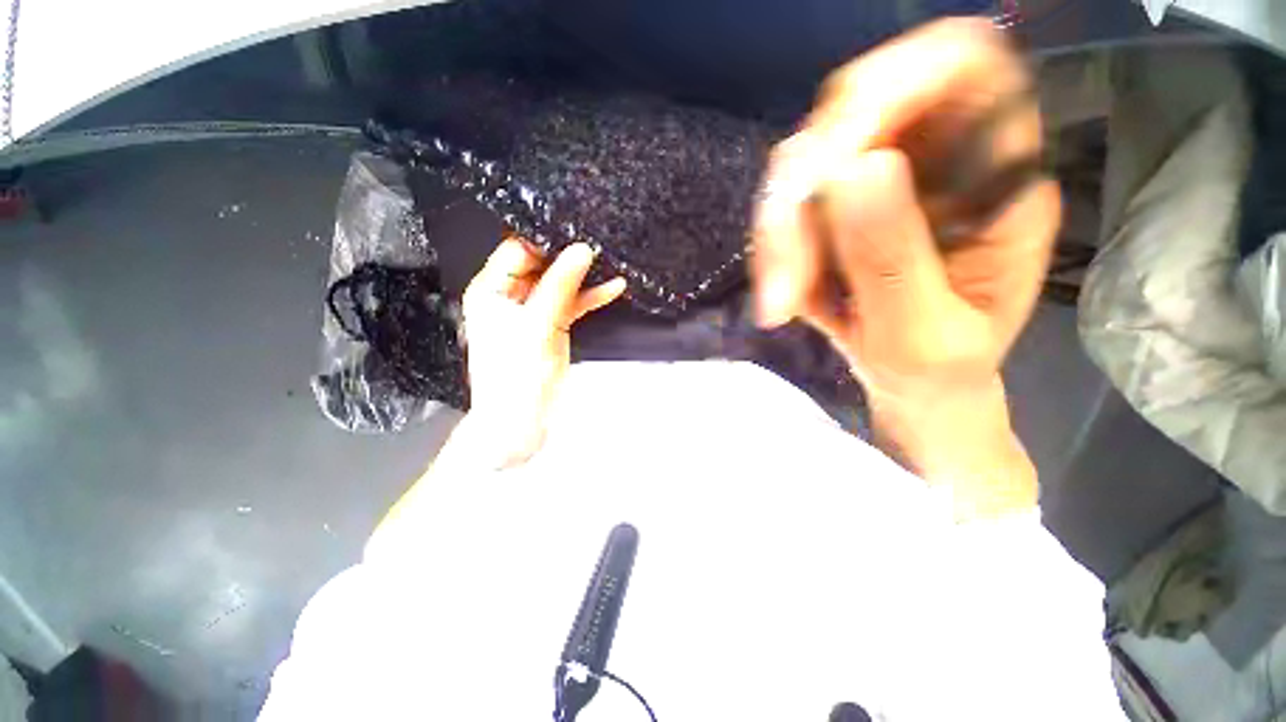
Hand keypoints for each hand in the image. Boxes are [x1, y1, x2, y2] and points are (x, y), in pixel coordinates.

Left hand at [462, 238, 625, 465]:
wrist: (521, 421)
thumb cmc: (517, 375)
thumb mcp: (538, 325)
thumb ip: (560, 286)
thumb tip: (582, 250)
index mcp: (491, 291)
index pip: (517, 251)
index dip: (544, 240)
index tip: (575, 231)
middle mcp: (510, 297)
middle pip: (541, 266)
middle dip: (568, 256)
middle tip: (598, 242)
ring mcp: (534, 312)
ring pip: (560, 284)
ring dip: (583, 277)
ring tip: (610, 261)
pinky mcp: (552, 326)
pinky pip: (572, 304)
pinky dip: (590, 297)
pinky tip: (613, 287)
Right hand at [752, 19, 1056, 514]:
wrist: (915, 402)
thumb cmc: (942, 383)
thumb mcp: (929, 332)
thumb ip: (893, 252)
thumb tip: (847, 173)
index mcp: (993, 172)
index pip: (951, 70)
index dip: (889, 89)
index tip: (837, 162)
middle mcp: (935, 162)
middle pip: (850, 121)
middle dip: (800, 198)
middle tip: (781, 284)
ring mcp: (877, 188)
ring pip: (804, 171)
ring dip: (778, 237)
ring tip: (782, 302)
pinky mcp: (834, 220)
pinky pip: (789, 212)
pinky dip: (774, 251)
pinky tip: (783, 295)